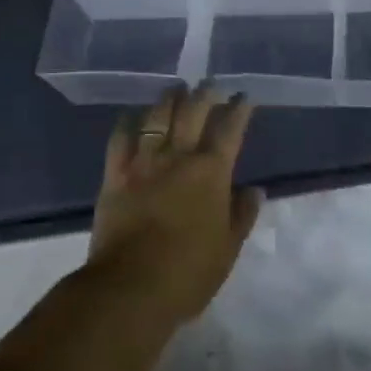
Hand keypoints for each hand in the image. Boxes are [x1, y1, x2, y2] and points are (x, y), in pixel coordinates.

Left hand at [88, 87, 262, 324]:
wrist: (131, 287)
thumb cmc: (188, 273)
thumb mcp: (227, 250)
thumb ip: (242, 215)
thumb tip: (255, 189)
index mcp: (211, 173)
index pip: (230, 130)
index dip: (239, 110)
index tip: (243, 96)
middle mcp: (179, 157)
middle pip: (193, 112)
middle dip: (204, 93)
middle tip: (210, 83)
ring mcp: (144, 162)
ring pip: (158, 117)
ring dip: (169, 99)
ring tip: (176, 88)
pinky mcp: (115, 173)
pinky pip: (121, 137)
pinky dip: (129, 121)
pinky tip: (134, 114)